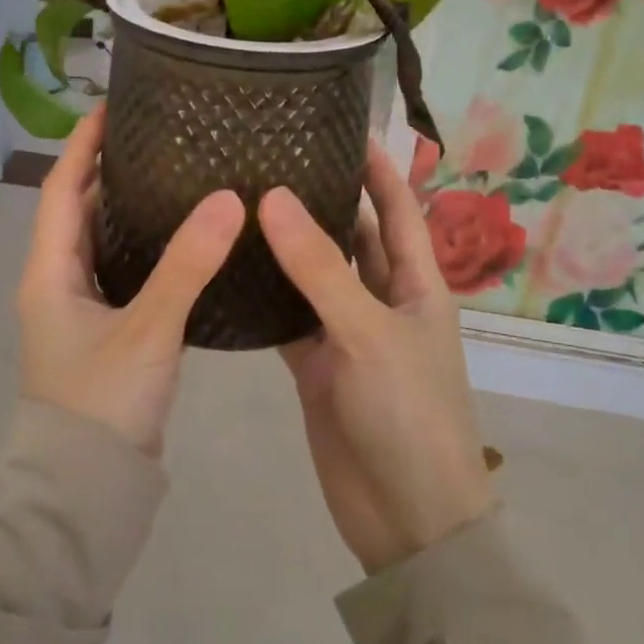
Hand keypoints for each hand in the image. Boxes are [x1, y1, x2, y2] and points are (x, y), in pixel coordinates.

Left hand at [17, 108, 243, 456]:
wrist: (86, 492)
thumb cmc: (102, 404)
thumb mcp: (148, 329)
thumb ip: (187, 265)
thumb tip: (229, 199)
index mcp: (49, 272)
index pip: (60, 189)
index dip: (82, 145)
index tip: (112, 106)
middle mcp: (56, 284)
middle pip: (78, 212)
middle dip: (107, 171)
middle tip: (157, 137)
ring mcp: (78, 312)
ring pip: (101, 244)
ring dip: (127, 210)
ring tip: (174, 177)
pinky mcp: (104, 335)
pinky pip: (121, 274)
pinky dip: (145, 250)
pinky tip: (183, 243)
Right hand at [258, 144, 493, 573]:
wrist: (407, 518)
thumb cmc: (408, 415)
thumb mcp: (369, 333)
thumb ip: (320, 268)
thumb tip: (273, 198)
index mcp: (417, 284)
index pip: (397, 209)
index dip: (376, 167)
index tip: (341, 125)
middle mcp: (382, 300)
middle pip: (351, 236)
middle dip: (321, 197)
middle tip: (269, 156)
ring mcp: (346, 333)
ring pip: (313, 276)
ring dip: (285, 245)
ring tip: (239, 199)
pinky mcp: (315, 365)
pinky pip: (287, 317)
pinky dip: (262, 295)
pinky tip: (227, 267)